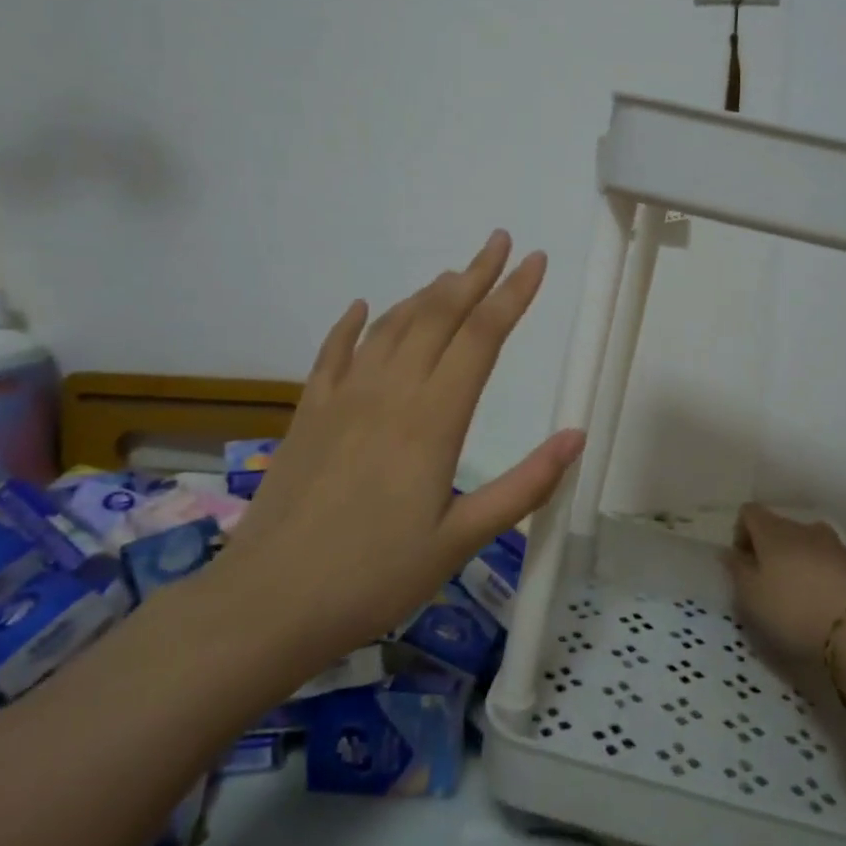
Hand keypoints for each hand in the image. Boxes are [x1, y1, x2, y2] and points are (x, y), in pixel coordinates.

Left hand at [223, 230, 584, 666]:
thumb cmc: (374, 578)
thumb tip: (577, 436)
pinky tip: (364, 307)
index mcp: (432, 420)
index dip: (513, 294)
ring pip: (392, 326)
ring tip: (453, 274)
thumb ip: (524, 486)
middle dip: (474, 274)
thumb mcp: (461, 540)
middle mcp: (389, 392)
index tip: (535, 260)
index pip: (482, 338)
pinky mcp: (308, 414)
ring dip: (426, 294)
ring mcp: (342, 398)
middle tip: (499, 242)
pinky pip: (334, 352)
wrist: (269, 602)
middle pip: (438, 315)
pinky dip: (352, 324)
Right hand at [724, 505, 845, 664]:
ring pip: (812, 540)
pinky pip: (839, 558)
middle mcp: (804, 528)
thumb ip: (737, 570)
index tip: (742, 563)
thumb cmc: (791, 611)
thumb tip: (729, 552)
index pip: (749, 512)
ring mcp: (836, 544)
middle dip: (773, 547)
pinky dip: (832, 569)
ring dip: (804, 556)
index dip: (742, 533)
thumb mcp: (750, 597)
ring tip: (804, 589)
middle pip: (782, 526)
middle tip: (770, 582)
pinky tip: (833, 594)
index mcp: (772, 531)